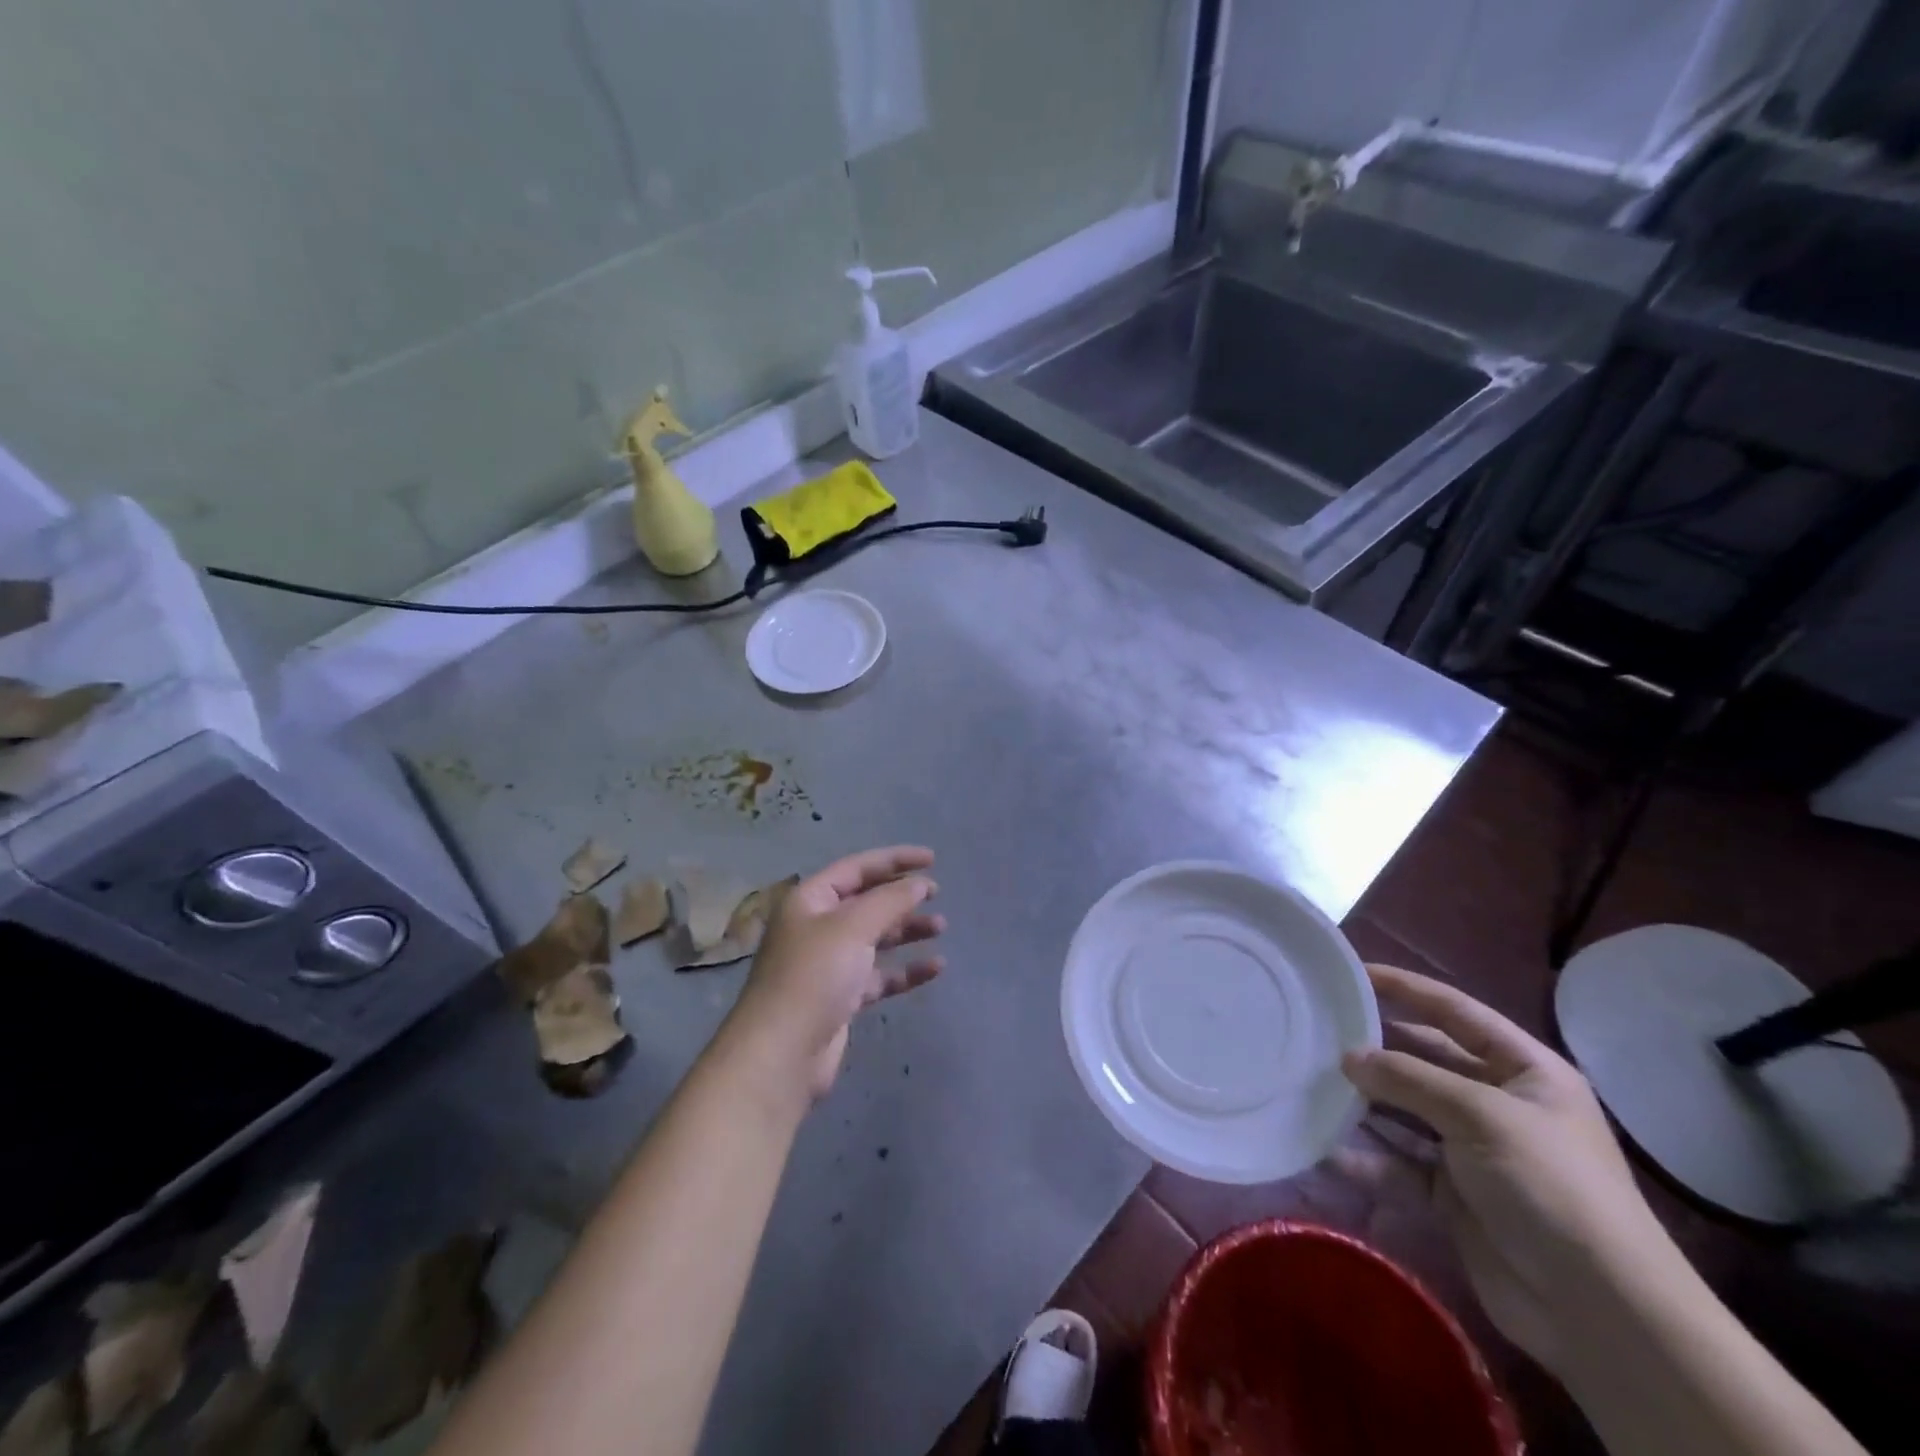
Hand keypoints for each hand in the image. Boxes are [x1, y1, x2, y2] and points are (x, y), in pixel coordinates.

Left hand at [726, 846, 944, 1100]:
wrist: (782, 1054)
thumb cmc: (814, 976)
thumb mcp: (853, 927)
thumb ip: (890, 900)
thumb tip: (919, 883)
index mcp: (810, 900)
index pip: (858, 868)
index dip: (895, 859)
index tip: (932, 860)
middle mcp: (817, 927)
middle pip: (866, 902)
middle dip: (901, 896)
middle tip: (937, 894)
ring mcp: (828, 964)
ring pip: (875, 938)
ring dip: (907, 930)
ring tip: (940, 927)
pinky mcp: (840, 998)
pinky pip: (879, 975)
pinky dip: (905, 970)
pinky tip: (935, 967)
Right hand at [1341, 964, 1678, 1374]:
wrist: (1599, 1312)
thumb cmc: (1550, 1186)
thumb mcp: (1481, 1115)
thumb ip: (1409, 1078)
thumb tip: (1348, 1057)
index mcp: (1526, 1072)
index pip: (1456, 1012)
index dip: (1406, 988)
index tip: (1352, 973)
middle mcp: (1499, 1103)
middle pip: (1425, 1059)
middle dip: (1377, 1048)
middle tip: (1319, 1030)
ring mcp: (1474, 1151)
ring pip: (1406, 1111)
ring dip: (1365, 1101)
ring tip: (1312, 1082)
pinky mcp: (1454, 1194)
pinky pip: (1400, 1164)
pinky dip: (1367, 1158)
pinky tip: (1327, 1148)